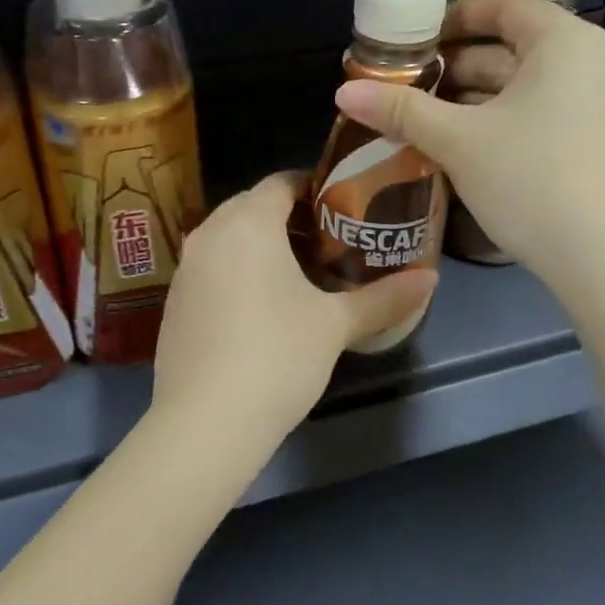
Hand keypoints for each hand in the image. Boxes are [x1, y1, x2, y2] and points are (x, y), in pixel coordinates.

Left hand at [152, 171, 437, 443]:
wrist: (205, 421)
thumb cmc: (277, 356)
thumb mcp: (335, 326)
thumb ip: (384, 298)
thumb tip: (431, 279)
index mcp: (247, 223)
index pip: (281, 182)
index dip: (314, 187)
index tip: (344, 207)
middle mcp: (208, 234)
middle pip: (251, 206)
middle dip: (289, 216)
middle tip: (329, 240)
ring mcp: (185, 270)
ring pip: (228, 238)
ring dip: (260, 245)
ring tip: (299, 273)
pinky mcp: (174, 303)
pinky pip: (211, 269)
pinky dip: (236, 272)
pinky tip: (260, 308)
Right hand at [335, 0, 604, 285]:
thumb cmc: (532, 180)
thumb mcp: (459, 142)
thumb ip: (401, 111)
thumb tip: (343, 91)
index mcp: (563, 42)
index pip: (503, 6)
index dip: (454, 15)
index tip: (413, 38)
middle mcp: (589, 62)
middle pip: (511, 47)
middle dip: (455, 65)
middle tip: (406, 83)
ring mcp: (598, 104)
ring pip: (523, 86)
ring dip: (472, 98)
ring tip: (422, 117)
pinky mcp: (597, 142)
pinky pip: (540, 113)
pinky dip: (499, 120)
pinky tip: (462, 146)